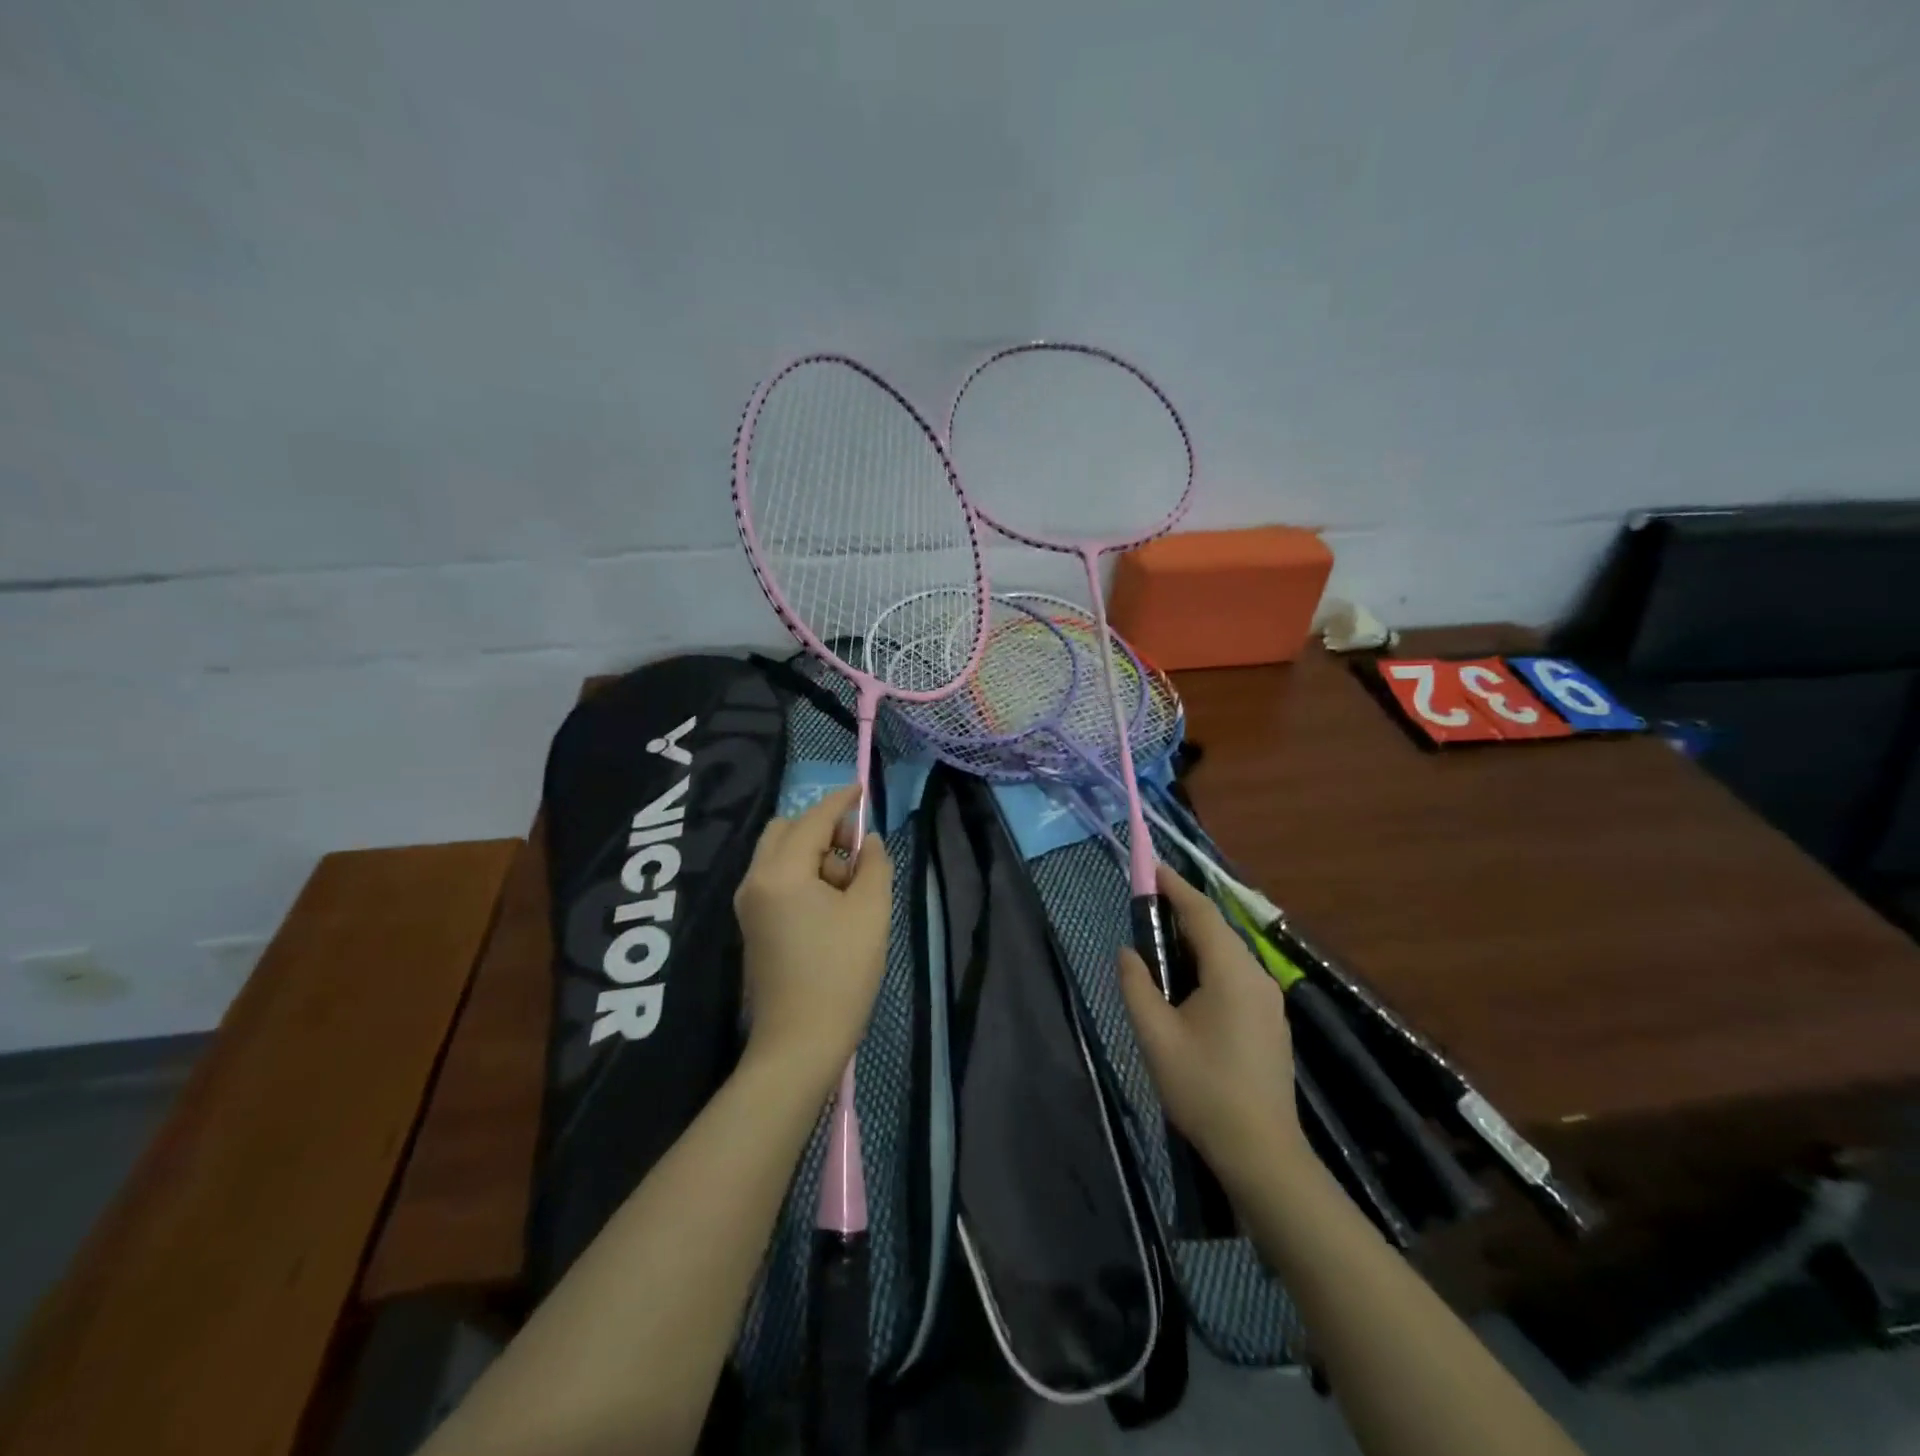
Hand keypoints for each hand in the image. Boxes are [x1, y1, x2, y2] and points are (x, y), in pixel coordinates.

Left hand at [733, 785, 892, 1091]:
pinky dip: (800, 873)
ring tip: (848, 883)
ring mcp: (748, 904)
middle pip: (785, 830)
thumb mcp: (871, 912)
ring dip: (811, 852)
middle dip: (821, 827)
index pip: (813, 820)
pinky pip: (775, 878)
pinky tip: (829, 901)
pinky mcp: (752, 925)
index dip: (840, 801)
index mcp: (781, 872)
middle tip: (855, 849)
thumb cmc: (840, 973)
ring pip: (778, 854)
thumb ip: (874, 865)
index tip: (861, 788)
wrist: (800, 1043)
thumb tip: (868, 842)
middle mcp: (755, 880)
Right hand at [1119, 864, 1305, 1182]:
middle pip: (1217, 931)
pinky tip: (1189, 986)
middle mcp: (1257, 977)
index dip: (1175, 888)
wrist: (1261, 1152)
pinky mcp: (1271, 1022)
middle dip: (1183, 914)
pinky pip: (1237, 976)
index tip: (1151, 869)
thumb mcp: (1155, 1035)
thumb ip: (1137, 985)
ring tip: (1160, 947)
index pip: (1201, 914)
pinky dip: (1210, 965)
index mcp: (1232, 973)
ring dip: (1195, 942)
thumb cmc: (1203, 1089)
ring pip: (1228, 954)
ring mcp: (1270, 1001)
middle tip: (1146, 911)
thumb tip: (1129, 952)